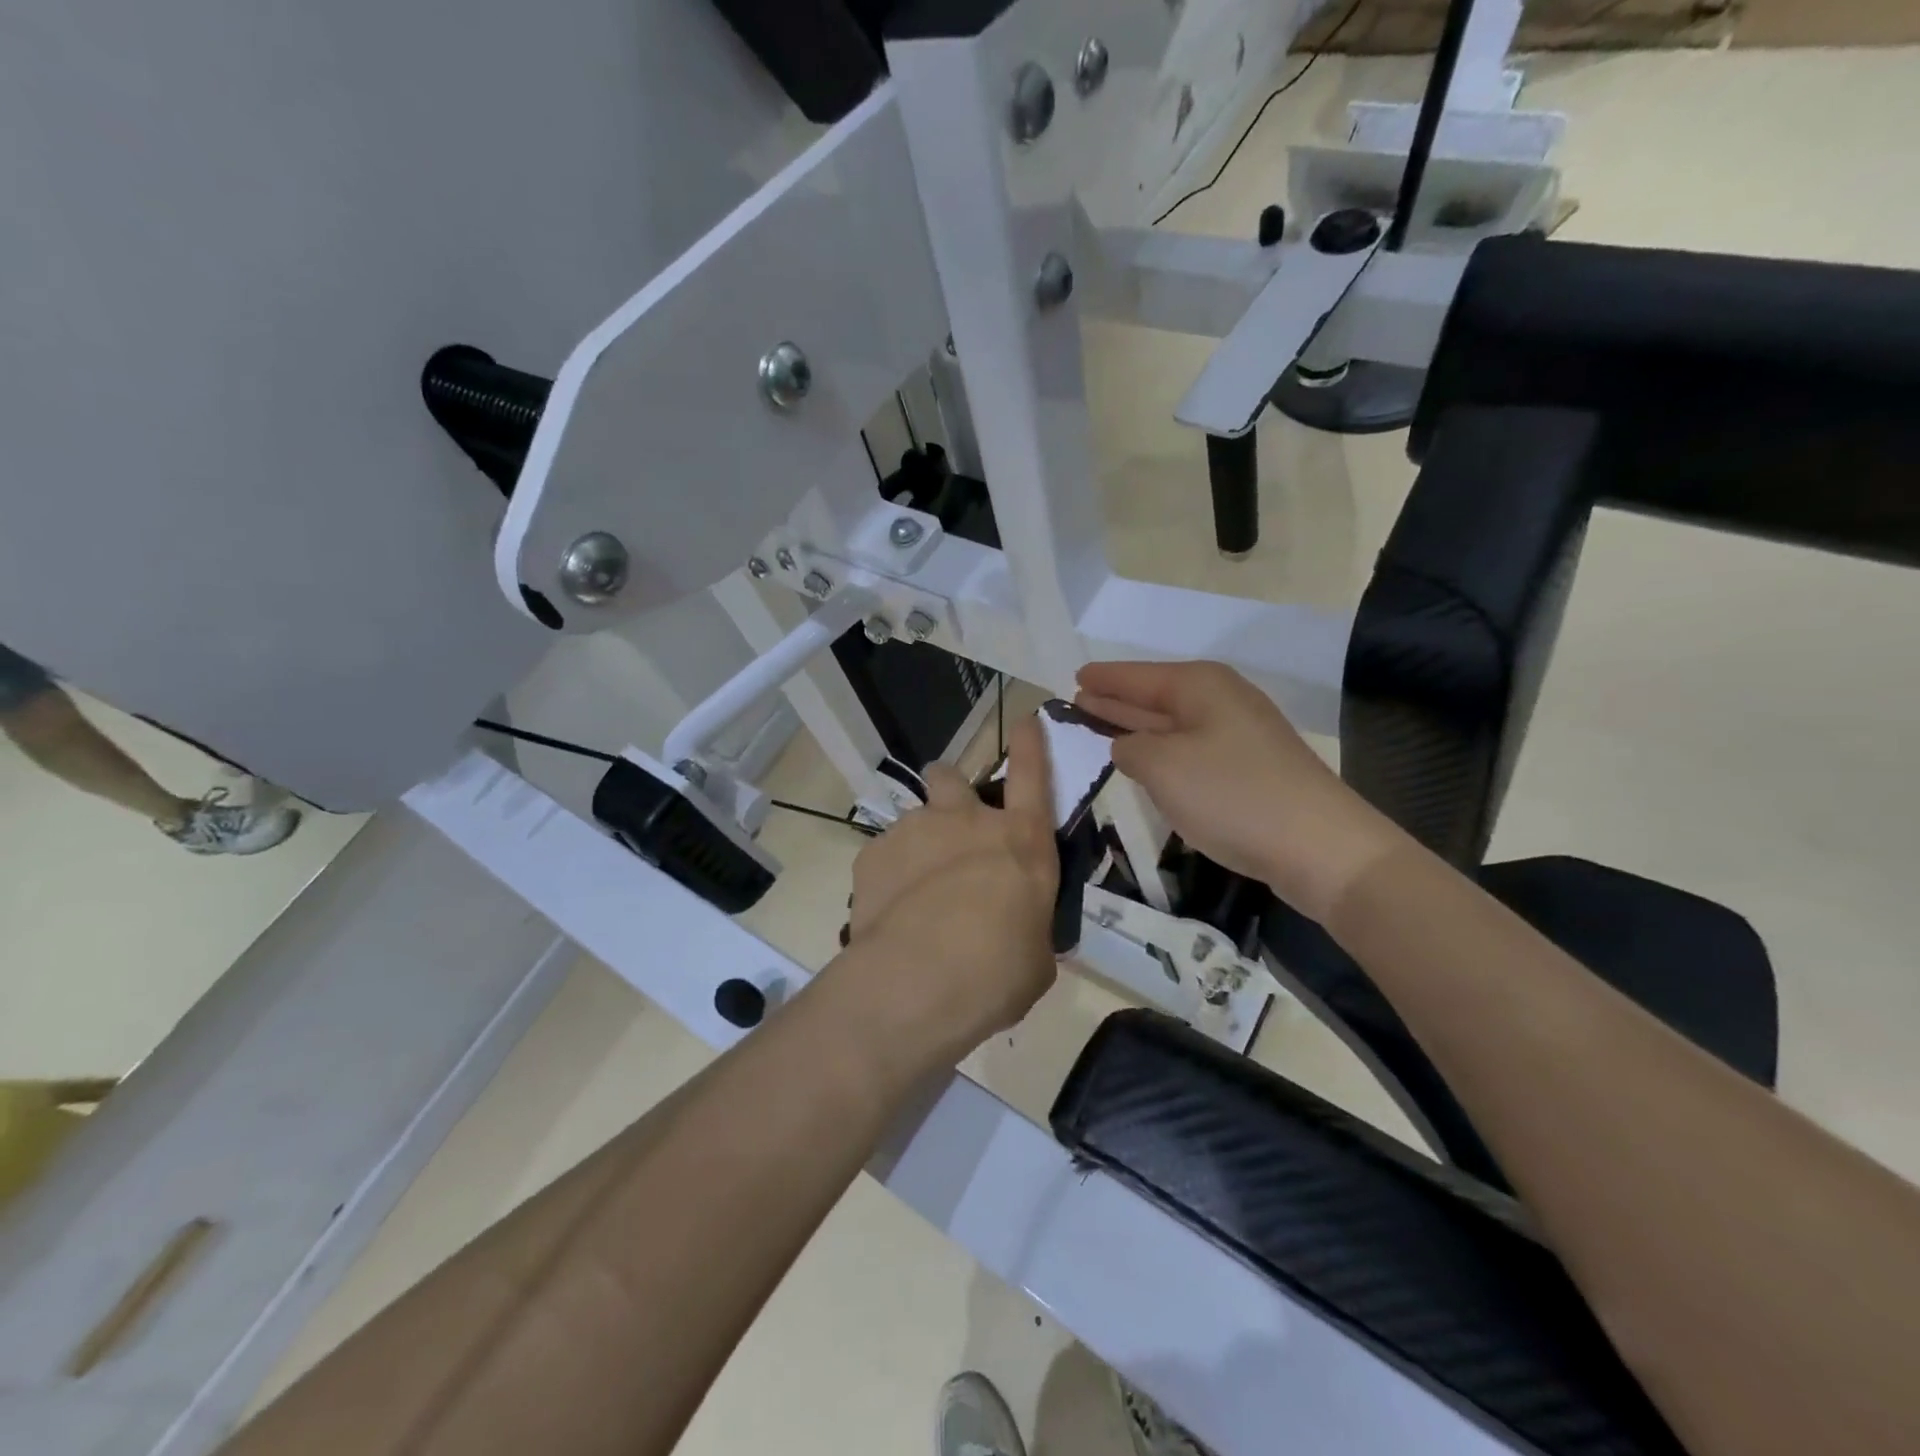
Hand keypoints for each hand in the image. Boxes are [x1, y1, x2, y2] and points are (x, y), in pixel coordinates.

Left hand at [827, 713, 1059, 1067]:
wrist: (918, 981)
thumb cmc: (997, 972)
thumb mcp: (1035, 955)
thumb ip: (1026, 927)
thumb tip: (1017, 933)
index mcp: (1021, 841)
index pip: (1033, 775)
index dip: (1031, 744)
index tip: (1026, 719)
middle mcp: (966, 821)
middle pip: (950, 775)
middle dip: (948, 787)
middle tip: (947, 822)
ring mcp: (915, 830)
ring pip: (913, 820)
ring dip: (917, 846)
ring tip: (914, 896)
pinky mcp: (872, 853)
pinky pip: (882, 856)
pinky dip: (887, 876)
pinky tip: (888, 914)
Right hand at [1076, 660, 1402, 922]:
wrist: (1318, 846)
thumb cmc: (1231, 794)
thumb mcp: (1162, 767)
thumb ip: (1131, 749)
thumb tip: (1128, 747)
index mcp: (1198, 686)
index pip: (1136, 676)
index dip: (1104, 678)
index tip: (1075, 677)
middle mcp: (1220, 700)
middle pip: (1155, 696)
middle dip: (1117, 700)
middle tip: (1078, 701)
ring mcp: (1239, 735)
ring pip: (1173, 724)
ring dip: (1138, 727)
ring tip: (1101, 726)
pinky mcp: (1249, 768)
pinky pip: (1191, 749)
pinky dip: (1163, 752)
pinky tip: (1147, 761)